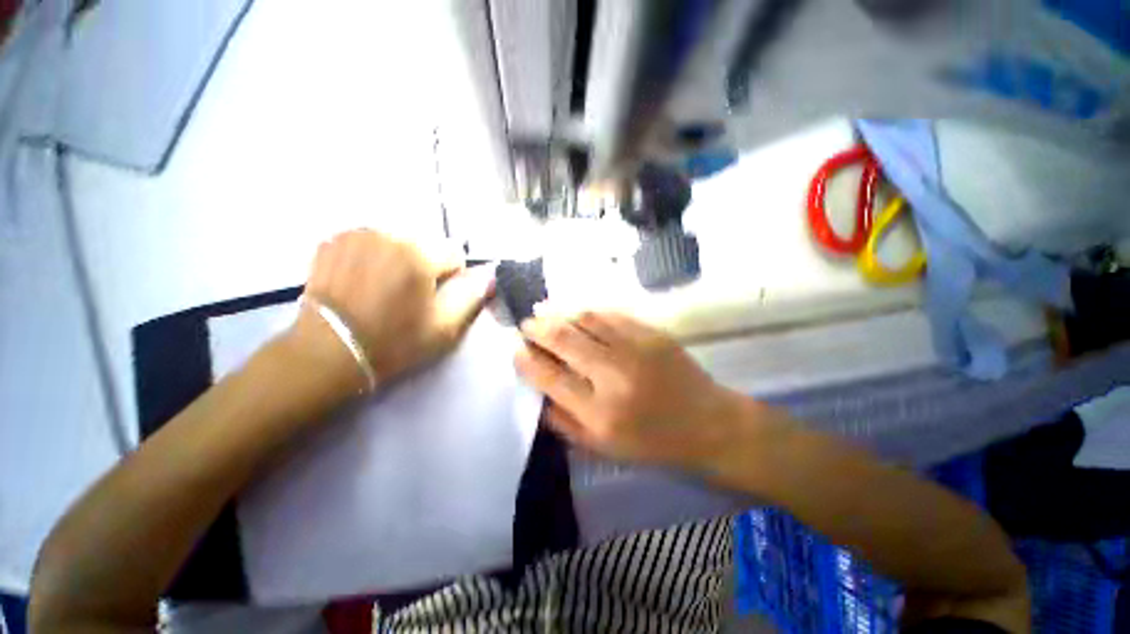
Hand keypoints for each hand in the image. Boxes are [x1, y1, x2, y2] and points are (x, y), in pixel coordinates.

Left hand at [289, 230, 493, 393]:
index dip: (451, 279)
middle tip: (409, 295)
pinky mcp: (334, 241)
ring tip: (384, 288)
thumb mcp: (444, 326)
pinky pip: (371, 241)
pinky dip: (374, 255)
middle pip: (426, 245)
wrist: (328, 351)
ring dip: (400, 259)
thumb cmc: (394, 341)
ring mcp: (356, 234)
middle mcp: (388, 234)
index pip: (454, 254)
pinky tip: (363, 280)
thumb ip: (471, 295)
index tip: (436, 299)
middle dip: (426, 266)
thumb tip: (489, 274)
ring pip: (398, 241)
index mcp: (418, 254)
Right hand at [515, 311, 742, 468]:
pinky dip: (586, 309)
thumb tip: (537, 389)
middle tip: (526, 325)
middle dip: (537, 328)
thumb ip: (563, 421)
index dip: (526, 360)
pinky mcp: (652, 333)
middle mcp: (613, 376)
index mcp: (599, 413)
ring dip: (558, 312)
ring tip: (542, 311)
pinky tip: (575, 310)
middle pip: (563, 339)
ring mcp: (635, 348)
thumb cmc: (652, 443)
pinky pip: (610, 313)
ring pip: (584, 318)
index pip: (549, 377)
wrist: (708, 424)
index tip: (517, 351)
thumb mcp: (602, 447)